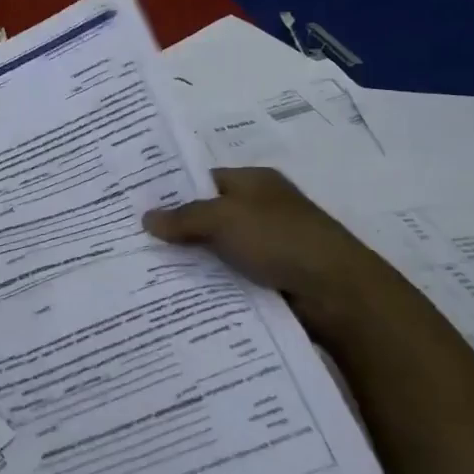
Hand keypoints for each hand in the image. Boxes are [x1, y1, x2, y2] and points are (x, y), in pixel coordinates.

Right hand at [142, 166, 407, 340]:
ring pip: (219, 250)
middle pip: (210, 216)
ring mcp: (269, 245)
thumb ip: (184, 217)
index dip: (173, 191)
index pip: (204, 180)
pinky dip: (212, 283)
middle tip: (135, 242)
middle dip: (178, 230)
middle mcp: (262, 209)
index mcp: (254, 182)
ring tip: (149, 272)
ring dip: (194, 261)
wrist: (338, 293)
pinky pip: (232, 276)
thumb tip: (146, 218)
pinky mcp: (273, 278)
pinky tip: (183, 293)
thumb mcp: (224, 218)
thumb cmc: (280, 239)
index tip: (138, 208)